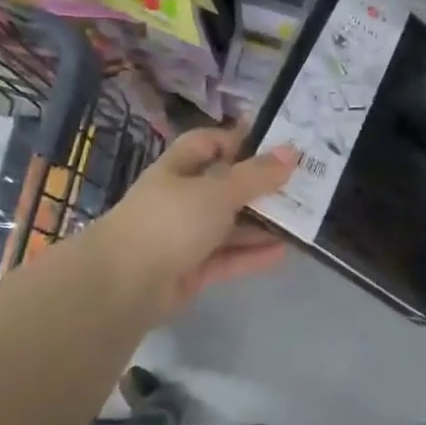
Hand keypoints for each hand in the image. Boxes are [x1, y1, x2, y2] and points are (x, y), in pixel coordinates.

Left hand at [96, 127, 297, 319]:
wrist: (124, 285)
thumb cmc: (171, 220)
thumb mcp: (218, 190)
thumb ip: (257, 174)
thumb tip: (291, 151)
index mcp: (178, 169)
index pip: (208, 143)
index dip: (238, 139)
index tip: (277, 143)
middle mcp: (180, 199)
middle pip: (224, 186)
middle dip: (260, 185)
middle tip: (302, 183)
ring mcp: (184, 237)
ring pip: (229, 225)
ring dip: (261, 223)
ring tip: (301, 219)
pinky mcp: (191, 271)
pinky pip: (228, 257)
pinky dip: (253, 254)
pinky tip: (284, 252)